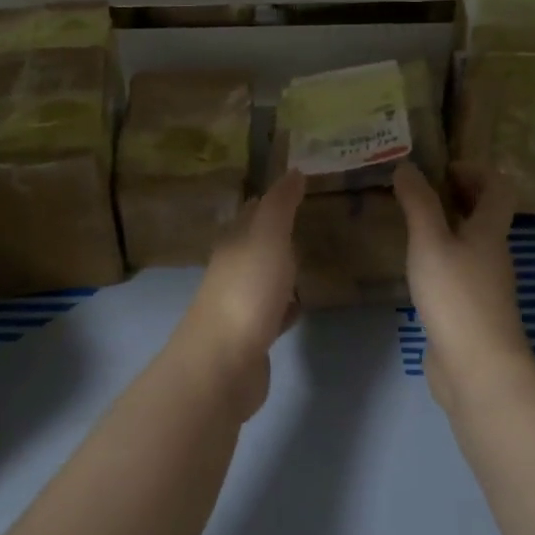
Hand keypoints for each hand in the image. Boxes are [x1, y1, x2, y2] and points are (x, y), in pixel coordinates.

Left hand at [173, 170, 304, 417]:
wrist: (223, 364)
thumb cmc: (247, 291)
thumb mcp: (267, 238)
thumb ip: (280, 205)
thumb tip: (293, 170)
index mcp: (234, 243)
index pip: (252, 212)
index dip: (272, 198)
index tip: (299, 186)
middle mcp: (232, 269)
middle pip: (257, 244)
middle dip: (279, 232)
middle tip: (311, 220)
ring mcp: (240, 304)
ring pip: (265, 277)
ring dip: (282, 268)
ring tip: (311, 258)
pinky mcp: (252, 336)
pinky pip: (274, 312)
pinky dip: (287, 305)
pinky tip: (302, 304)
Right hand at [393, 163, 534, 412]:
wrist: (478, 368)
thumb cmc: (456, 297)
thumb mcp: (430, 243)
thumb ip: (418, 204)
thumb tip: (407, 165)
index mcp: (490, 232)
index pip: (498, 187)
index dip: (475, 170)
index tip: (440, 170)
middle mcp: (493, 254)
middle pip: (485, 214)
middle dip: (457, 195)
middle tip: (417, 191)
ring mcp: (485, 284)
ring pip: (470, 242)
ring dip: (446, 226)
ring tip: (409, 223)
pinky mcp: (471, 309)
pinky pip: (459, 269)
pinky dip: (440, 256)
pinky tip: (415, 265)